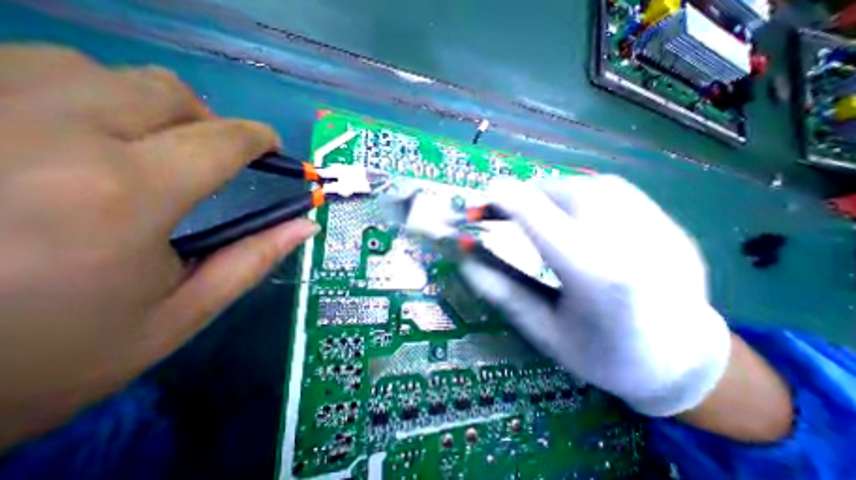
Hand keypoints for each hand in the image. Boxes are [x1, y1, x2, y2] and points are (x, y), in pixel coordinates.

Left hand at [0, 43, 318, 448]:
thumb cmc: (29, 367)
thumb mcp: (176, 317)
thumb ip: (253, 260)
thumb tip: (307, 227)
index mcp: (125, 193)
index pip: (225, 138)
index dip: (261, 143)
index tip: (281, 156)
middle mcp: (49, 134)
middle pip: (162, 88)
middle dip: (205, 119)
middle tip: (217, 157)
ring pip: (90, 67)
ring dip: (144, 105)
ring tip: (154, 151)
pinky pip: (21, 71)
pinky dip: (75, 97)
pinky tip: (77, 143)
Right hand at [461, 174, 726, 415]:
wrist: (683, 365)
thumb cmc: (603, 356)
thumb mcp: (542, 330)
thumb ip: (501, 289)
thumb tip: (466, 258)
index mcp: (597, 280)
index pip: (543, 221)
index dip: (510, 201)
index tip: (486, 195)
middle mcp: (632, 245)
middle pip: (569, 193)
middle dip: (528, 194)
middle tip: (506, 207)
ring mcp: (660, 231)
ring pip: (593, 186)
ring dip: (552, 191)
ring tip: (536, 209)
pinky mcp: (669, 225)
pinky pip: (615, 191)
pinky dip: (580, 192)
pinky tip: (570, 211)